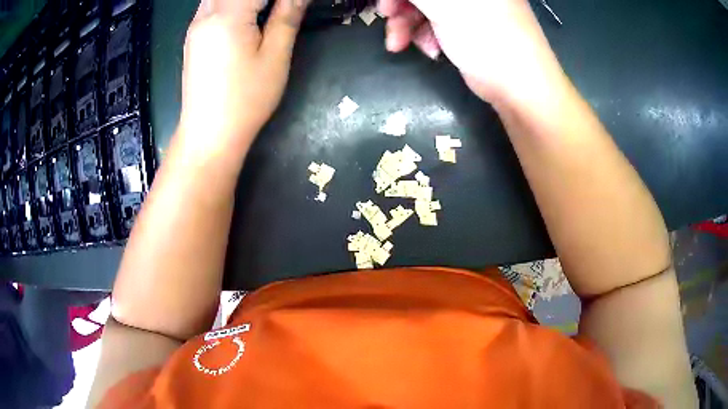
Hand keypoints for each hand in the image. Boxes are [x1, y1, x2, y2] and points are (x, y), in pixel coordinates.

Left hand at [178, 0, 308, 162]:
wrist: (209, 134)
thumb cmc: (246, 98)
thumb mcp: (275, 56)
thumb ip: (287, 16)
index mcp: (227, 15)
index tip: (292, 7)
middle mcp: (205, 14)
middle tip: (279, 10)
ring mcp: (195, 26)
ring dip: (243, 1)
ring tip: (264, 13)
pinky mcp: (192, 38)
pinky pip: (211, 5)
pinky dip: (230, 4)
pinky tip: (246, 17)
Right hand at [378, 0, 565, 104]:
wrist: (518, 85)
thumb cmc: (484, 34)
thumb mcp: (444, 3)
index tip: (385, 2)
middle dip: (400, 3)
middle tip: (386, 16)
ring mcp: (471, 7)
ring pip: (426, 5)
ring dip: (407, 23)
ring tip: (399, 44)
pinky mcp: (467, 27)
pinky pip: (436, 22)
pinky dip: (425, 34)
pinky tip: (430, 50)